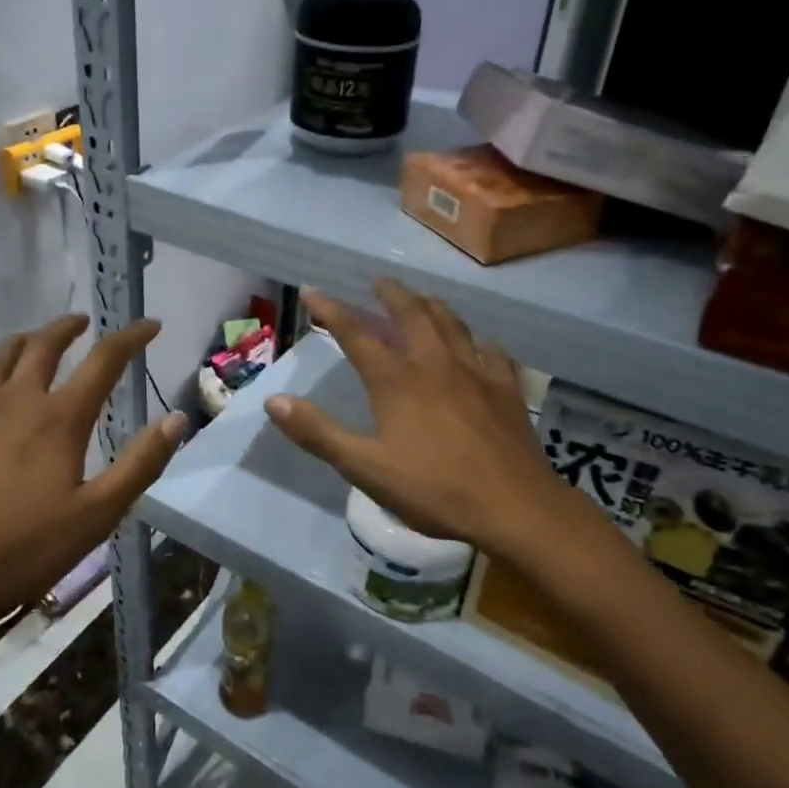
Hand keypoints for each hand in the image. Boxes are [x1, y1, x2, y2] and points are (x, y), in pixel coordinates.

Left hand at [0, 314, 185, 710]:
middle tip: (83, 322)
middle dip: (67, 328)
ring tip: (35, 340)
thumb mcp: (95, 516)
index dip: (130, 338)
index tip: (150, 324)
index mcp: (58, 418)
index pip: (103, 361)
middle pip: (42, 346)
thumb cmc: (20, 551)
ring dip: (23, 342)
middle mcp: (15, 402)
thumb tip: (176, 418)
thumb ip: (139, 464)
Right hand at [263, 281, 598, 565]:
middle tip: (378, 281)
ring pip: (452, 323)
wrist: (514, 506)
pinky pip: (492, 351)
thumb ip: (318, 433)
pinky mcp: (506, 388)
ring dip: (432, 306)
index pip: (357, 334)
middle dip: (390, 294)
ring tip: (422, 299)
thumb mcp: (364, 468)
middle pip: (411, 314)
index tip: (312, 292)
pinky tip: (480, 344)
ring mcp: (475, 372)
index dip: (331, 311)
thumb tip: (274, 402)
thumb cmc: (433, 489)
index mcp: (397, 381)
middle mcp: (435, 364)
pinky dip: (478, 341)